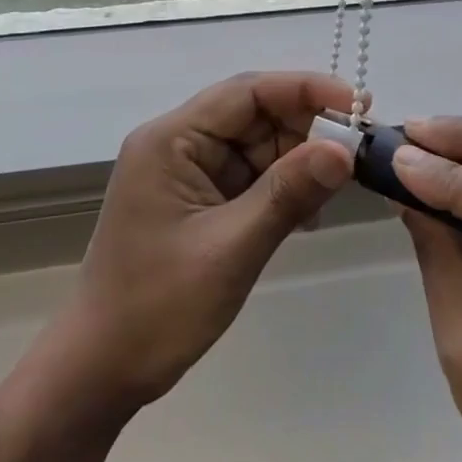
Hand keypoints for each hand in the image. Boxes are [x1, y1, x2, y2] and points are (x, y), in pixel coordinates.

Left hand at [65, 71, 355, 414]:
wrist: (99, 371)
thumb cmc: (156, 308)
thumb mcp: (230, 249)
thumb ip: (287, 194)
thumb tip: (344, 149)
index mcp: (171, 139)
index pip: (247, 92)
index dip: (305, 89)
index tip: (358, 104)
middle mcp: (179, 143)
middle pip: (255, 114)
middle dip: (308, 127)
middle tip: (361, 149)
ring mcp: (189, 172)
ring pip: (259, 145)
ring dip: (300, 160)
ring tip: (344, 181)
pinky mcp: (200, 200)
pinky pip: (252, 176)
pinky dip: (284, 187)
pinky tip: (311, 211)